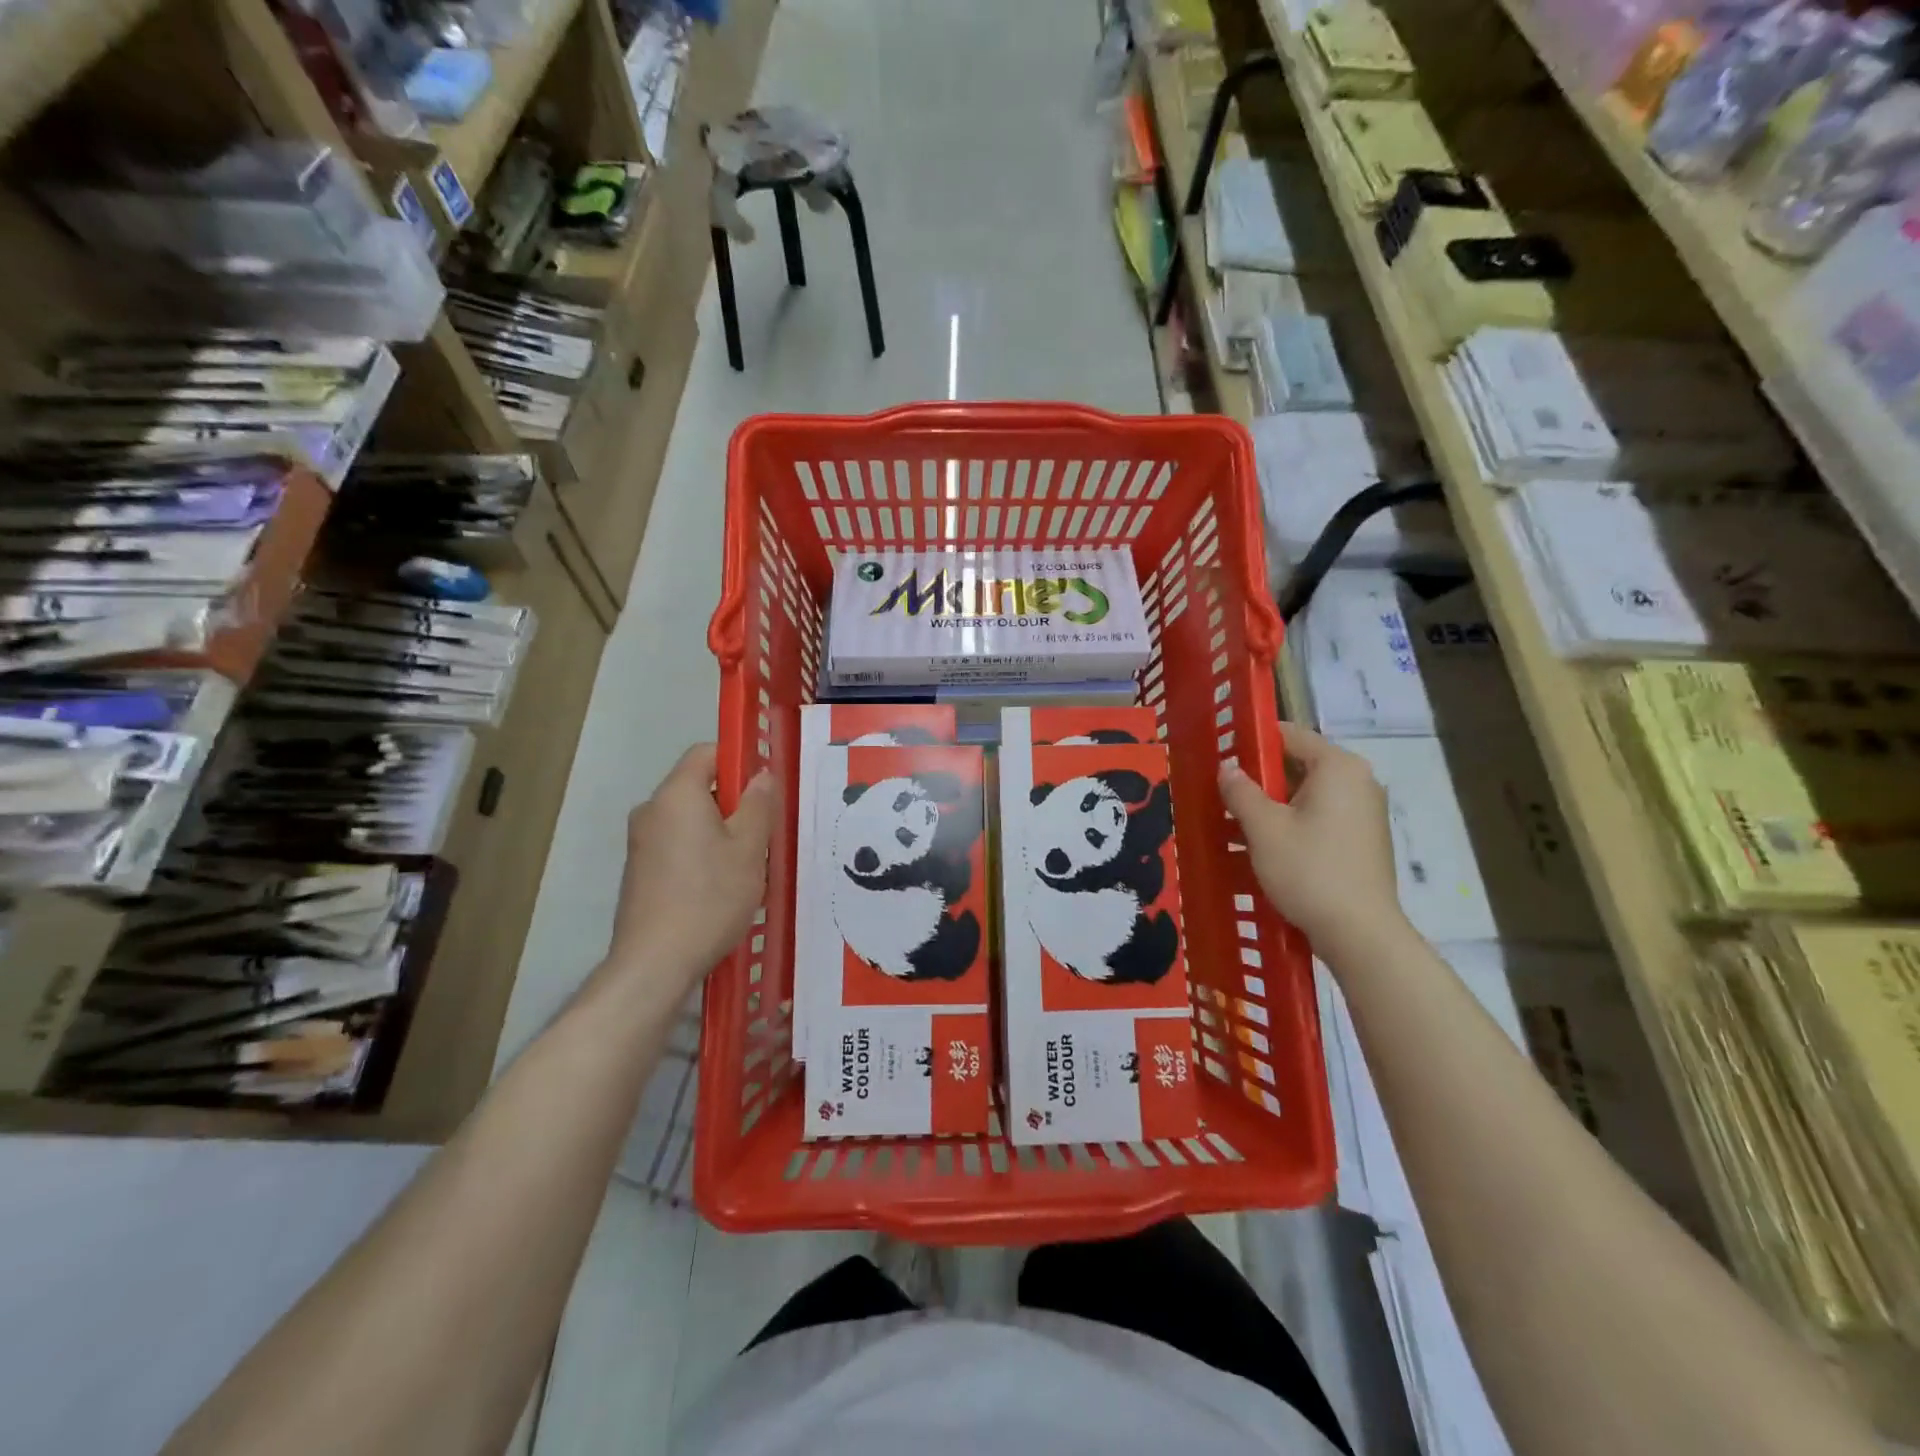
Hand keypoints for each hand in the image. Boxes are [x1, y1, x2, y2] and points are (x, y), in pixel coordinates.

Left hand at [608, 744, 778, 984]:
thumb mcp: (748, 848)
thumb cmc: (710, 897)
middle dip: (734, 803)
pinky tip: (720, 887)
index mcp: (676, 794)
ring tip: (747, 866)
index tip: (765, 787)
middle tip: (764, 833)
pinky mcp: (638, 871)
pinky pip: (676, 845)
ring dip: (720, 832)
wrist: (654, 963)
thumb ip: (758, 804)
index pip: (706, 753)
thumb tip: (761, 775)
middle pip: (698, 787)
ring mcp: (640, 842)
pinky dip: (700, 853)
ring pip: (689, 820)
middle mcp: (651, 810)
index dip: (739, 760)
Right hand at [1218, 722, 1404, 952]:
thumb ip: (1241, 791)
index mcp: (1338, 767)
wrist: (1360, 933)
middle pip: (1299, 764)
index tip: (1221, 753)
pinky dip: (1292, 822)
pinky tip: (1263, 843)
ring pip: (1307, 794)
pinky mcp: (1363, 840)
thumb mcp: (1263, 828)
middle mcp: (1358, 781)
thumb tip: (1226, 767)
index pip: (1290, 735)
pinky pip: (1320, 817)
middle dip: (1259, 777)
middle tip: (1222, 790)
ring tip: (1234, 819)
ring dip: (1272, 803)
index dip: (1252, 740)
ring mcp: (1364, 812)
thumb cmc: (1309, 870)